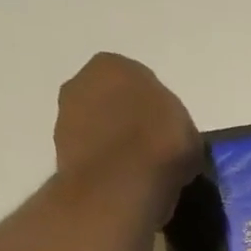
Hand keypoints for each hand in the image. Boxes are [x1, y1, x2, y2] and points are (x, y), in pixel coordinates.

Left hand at [51, 52, 200, 215]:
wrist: (119, 185)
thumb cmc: (160, 145)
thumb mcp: (190, 134)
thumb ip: (177, 128)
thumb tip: (173, 145)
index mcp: (114, 65)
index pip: (141, 83)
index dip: (158, 111)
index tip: (169, 136)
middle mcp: (82, 81)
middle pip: (113, 103)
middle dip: (129, 123)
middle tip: (153, 153)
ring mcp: (65, 117)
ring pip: (99, 129)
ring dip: (114, 145)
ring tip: (138, 173)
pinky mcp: (60, 153)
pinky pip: (91, 156)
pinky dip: (104, 167)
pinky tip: (122, 184)